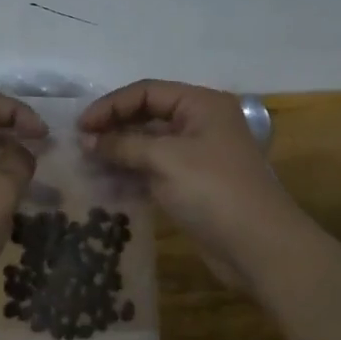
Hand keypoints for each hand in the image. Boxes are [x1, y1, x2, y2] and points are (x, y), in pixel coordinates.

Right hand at [79, 80, 306, 284]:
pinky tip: (107, 182)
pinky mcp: (193, 184)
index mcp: (201, 105)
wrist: (260, 247)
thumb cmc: (213, 191)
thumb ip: (123, 145)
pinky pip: (155, 169)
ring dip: (120, 151)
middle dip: (114, 127)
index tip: (80, 126)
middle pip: (148, 115)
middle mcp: (200, 123)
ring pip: (150, 144)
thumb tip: (87, 140)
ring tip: (87, 163)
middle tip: (80, 144)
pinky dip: (132, 172)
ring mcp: (198, 155)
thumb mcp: (165, 159)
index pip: (147, 92)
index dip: (111, 105)